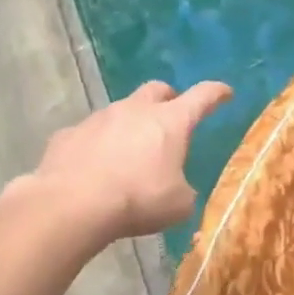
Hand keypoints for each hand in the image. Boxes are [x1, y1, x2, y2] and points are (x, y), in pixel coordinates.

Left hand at [27, 80, 231, 243]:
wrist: (72, 204)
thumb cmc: (138, 199)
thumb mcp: (178, 205)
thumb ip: (183, 191)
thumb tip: (177, 189)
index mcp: (170, 122)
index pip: (202, 97)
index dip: (216, 93)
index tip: (225, 93)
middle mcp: (135, 110)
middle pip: (156, 90)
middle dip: (168, 99)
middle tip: (171, 117)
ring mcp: (98, 118)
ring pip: (121, 110)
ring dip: (130, 124)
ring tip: (131, 151)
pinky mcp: (68, 134)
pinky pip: (89, 133)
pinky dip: (98, 144)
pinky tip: (95, 167)